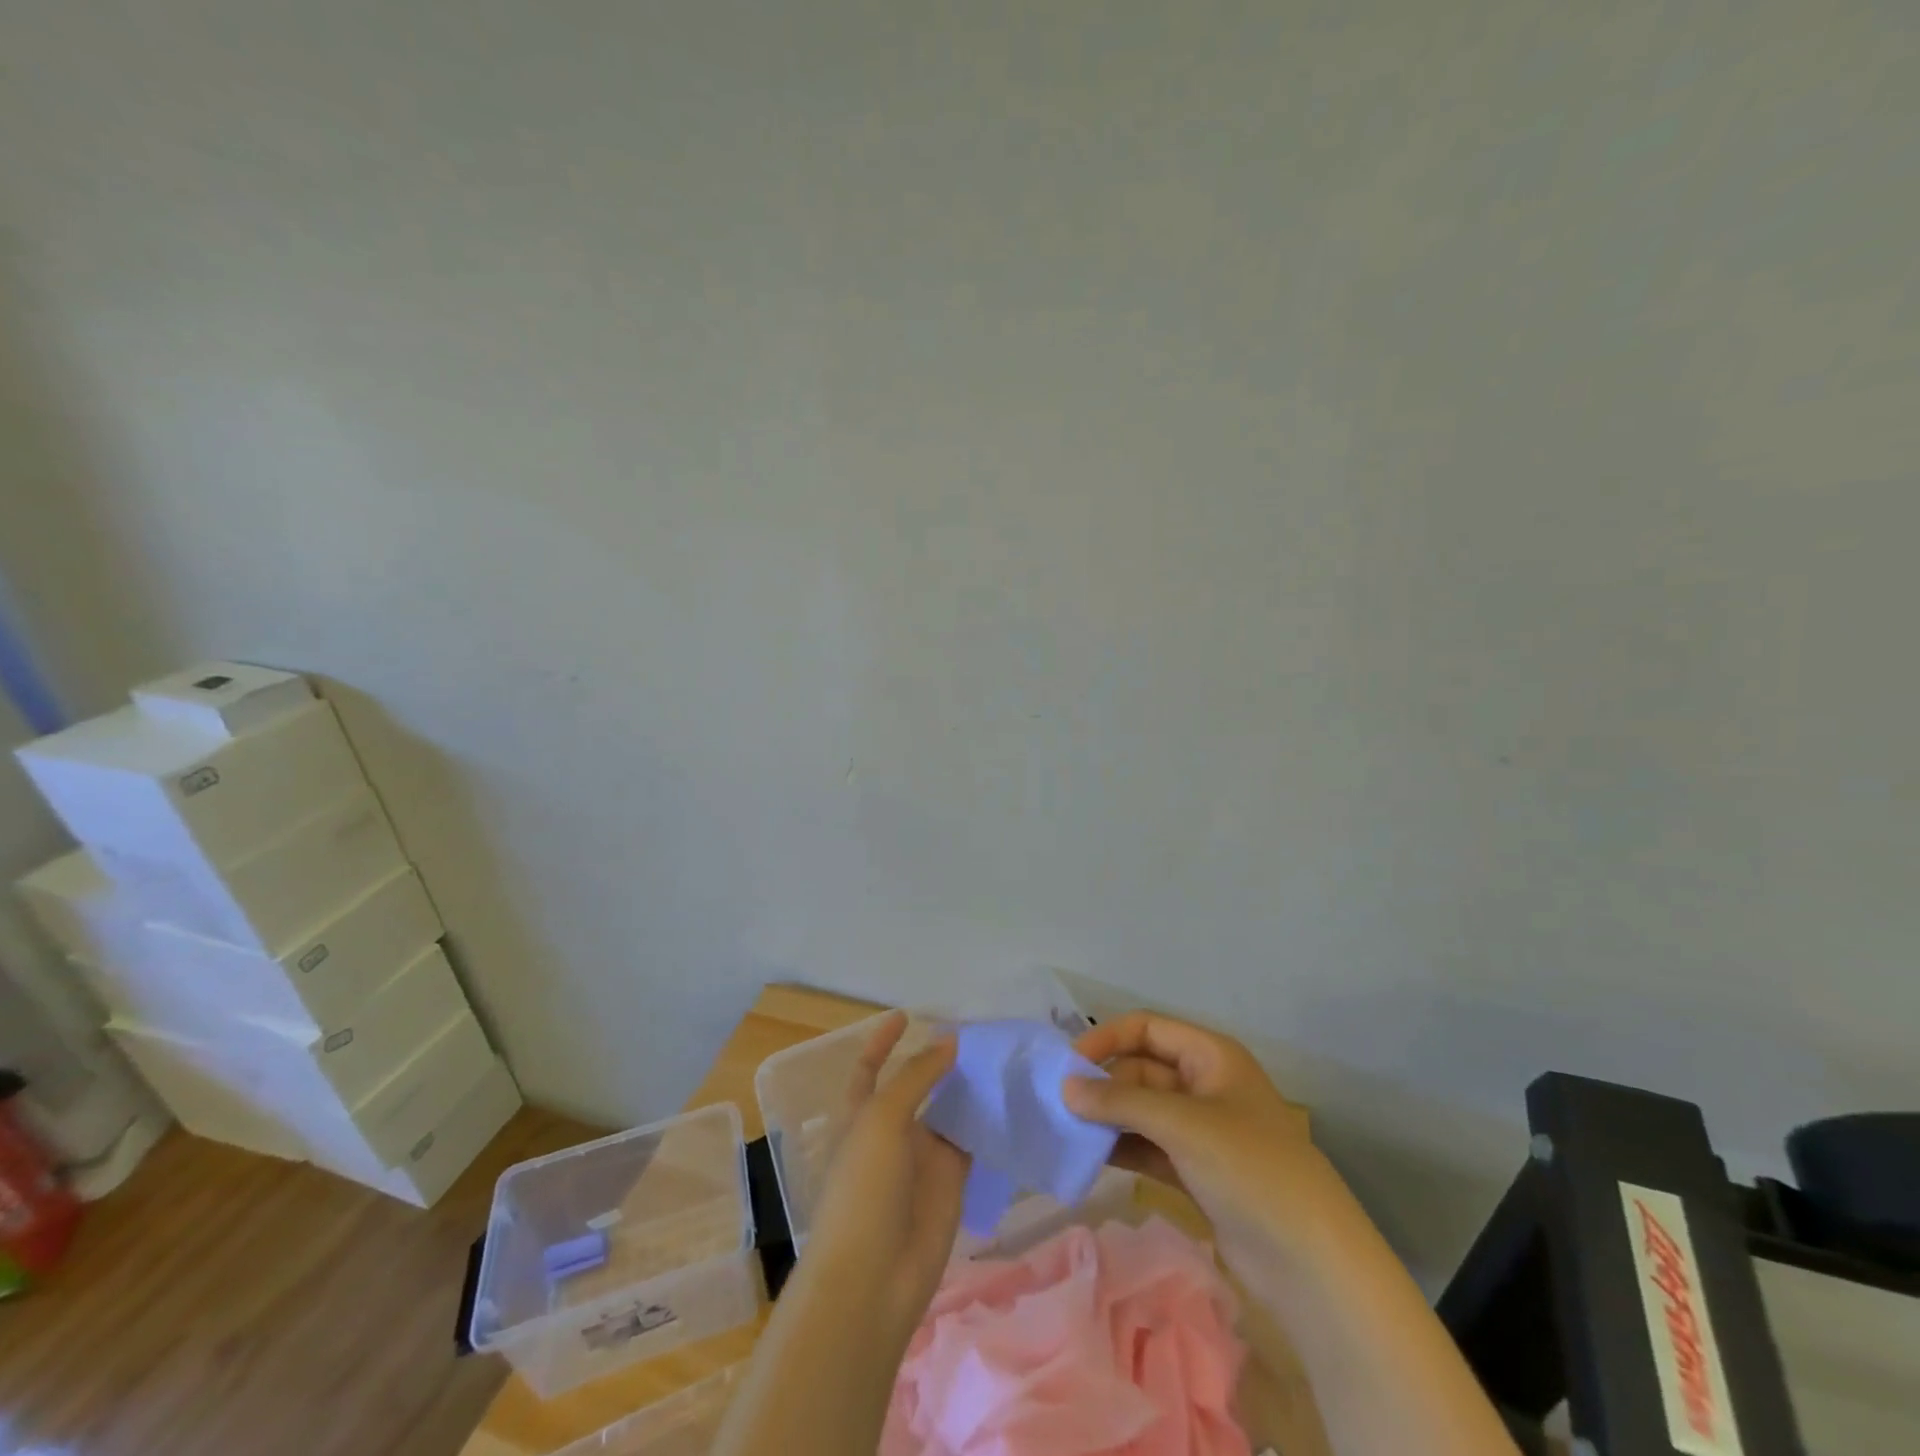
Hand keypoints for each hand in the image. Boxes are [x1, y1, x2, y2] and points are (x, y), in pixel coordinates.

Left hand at [802, 1012, 969, 1341]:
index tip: (906, 1015)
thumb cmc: (863, 1187)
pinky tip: (1010, 1097)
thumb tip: (949, 1041)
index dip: (883, 1041)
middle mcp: (892, 1129)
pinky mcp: (951, 1179)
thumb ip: (916, 1076)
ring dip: (968, 1087)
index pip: (871, 1067)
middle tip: (976, 1033)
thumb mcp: (882, 1119)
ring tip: (1000, 1056)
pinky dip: (987, 1121)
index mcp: (862, 1113)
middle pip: (917, 1084)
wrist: (874, 1276)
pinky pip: (972, 1140)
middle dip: (939, 1060)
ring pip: (949, 1109)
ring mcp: (923, 1155)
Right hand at [1063, 1010, 1323, 1249]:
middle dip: (1103, 1084)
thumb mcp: (1182, 1124)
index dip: (1106, 1038)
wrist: (1310, 1260)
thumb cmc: (1249, 1167)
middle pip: (1141, 1069)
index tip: (1068, 1063)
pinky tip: (1089, 1156)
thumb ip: (1120, 1102)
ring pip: (1142, 1110)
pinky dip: (1121, 1147)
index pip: (1146, 1028)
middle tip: (1060, 1105)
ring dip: (1108, 1117)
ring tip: (1066, 1131)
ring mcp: (1201, 1130)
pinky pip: (1148, 1146)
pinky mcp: (1196, 1171)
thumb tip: (1065, 1087)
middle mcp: (1204, 1085)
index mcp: (1210, 1056)